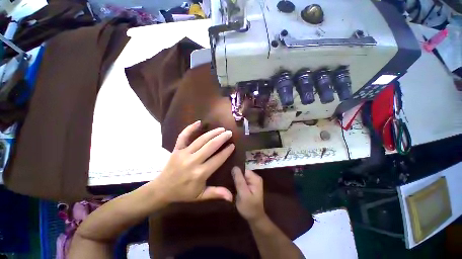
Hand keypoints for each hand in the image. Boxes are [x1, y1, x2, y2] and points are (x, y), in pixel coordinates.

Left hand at [153, 121, 234, 203]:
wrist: (161, 189)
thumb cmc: (183, 193)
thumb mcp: (200, 196)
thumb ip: (216, 194)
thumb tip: (232, 197)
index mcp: (200, 173)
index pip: (217, 159)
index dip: (226, 152)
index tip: (233, 145)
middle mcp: (193, 161)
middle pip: (210, 146)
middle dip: (222, 138)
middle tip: (229, 133)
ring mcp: (184, 153)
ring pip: (201, 140)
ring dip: (212, 133)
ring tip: (221, 129)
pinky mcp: (177, 149)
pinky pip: (183, 136)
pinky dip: (190, 128)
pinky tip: (199, 122)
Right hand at [232, 166, 265, 221]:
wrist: (254, 218)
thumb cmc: (249, 207)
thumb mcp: (243, 194)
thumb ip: (239, 180)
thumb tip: (234, 167)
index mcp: (255, 178)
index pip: (243, 169)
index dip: (235, 172)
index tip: (227, 176)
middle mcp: (254, 177)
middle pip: (242, 172)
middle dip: (234, 176)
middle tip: (226, 181)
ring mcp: (251, 181)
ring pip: (240, 176)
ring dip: (234, 179)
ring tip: (227, 182)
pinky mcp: (248, 184)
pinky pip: (241, 180)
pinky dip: (236, 182)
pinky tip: (231, 185)